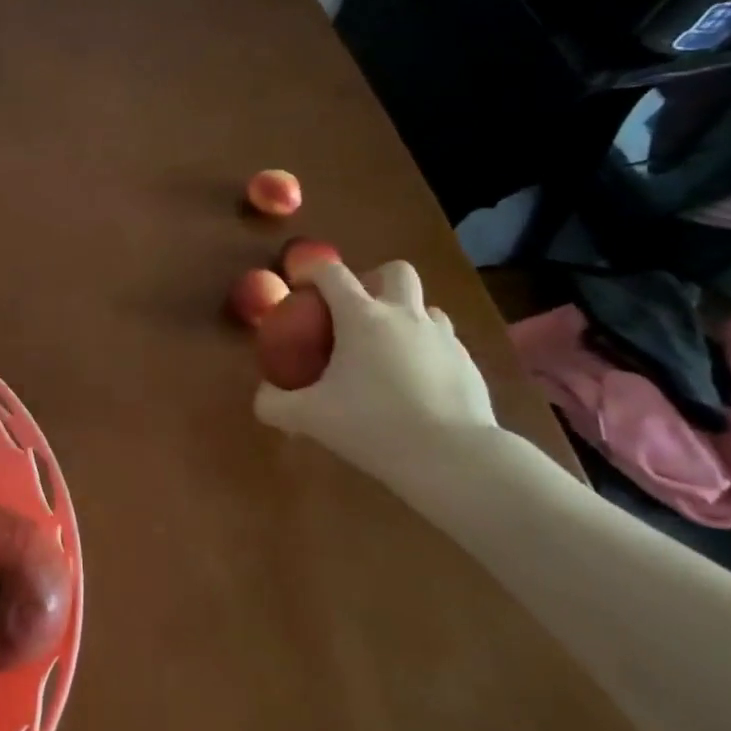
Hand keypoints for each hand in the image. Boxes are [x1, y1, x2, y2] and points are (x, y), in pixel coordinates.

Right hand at [253, 257, 499, 501]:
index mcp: (361, 317)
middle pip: (395, 271)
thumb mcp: (311, 418)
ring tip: (389, 350)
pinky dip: (427, 351)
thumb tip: (262, 396)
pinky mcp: (469, 363)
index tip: (302, 287)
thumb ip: (276, 404)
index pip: (332, 273)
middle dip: (374, 280)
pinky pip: (445, 343)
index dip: (313, 271)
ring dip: (405, 316)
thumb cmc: (374, 425)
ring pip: (426, 306)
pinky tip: (417, 384)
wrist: (454, 458)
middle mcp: (404, 315)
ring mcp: (442, 337)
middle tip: (357, 311)